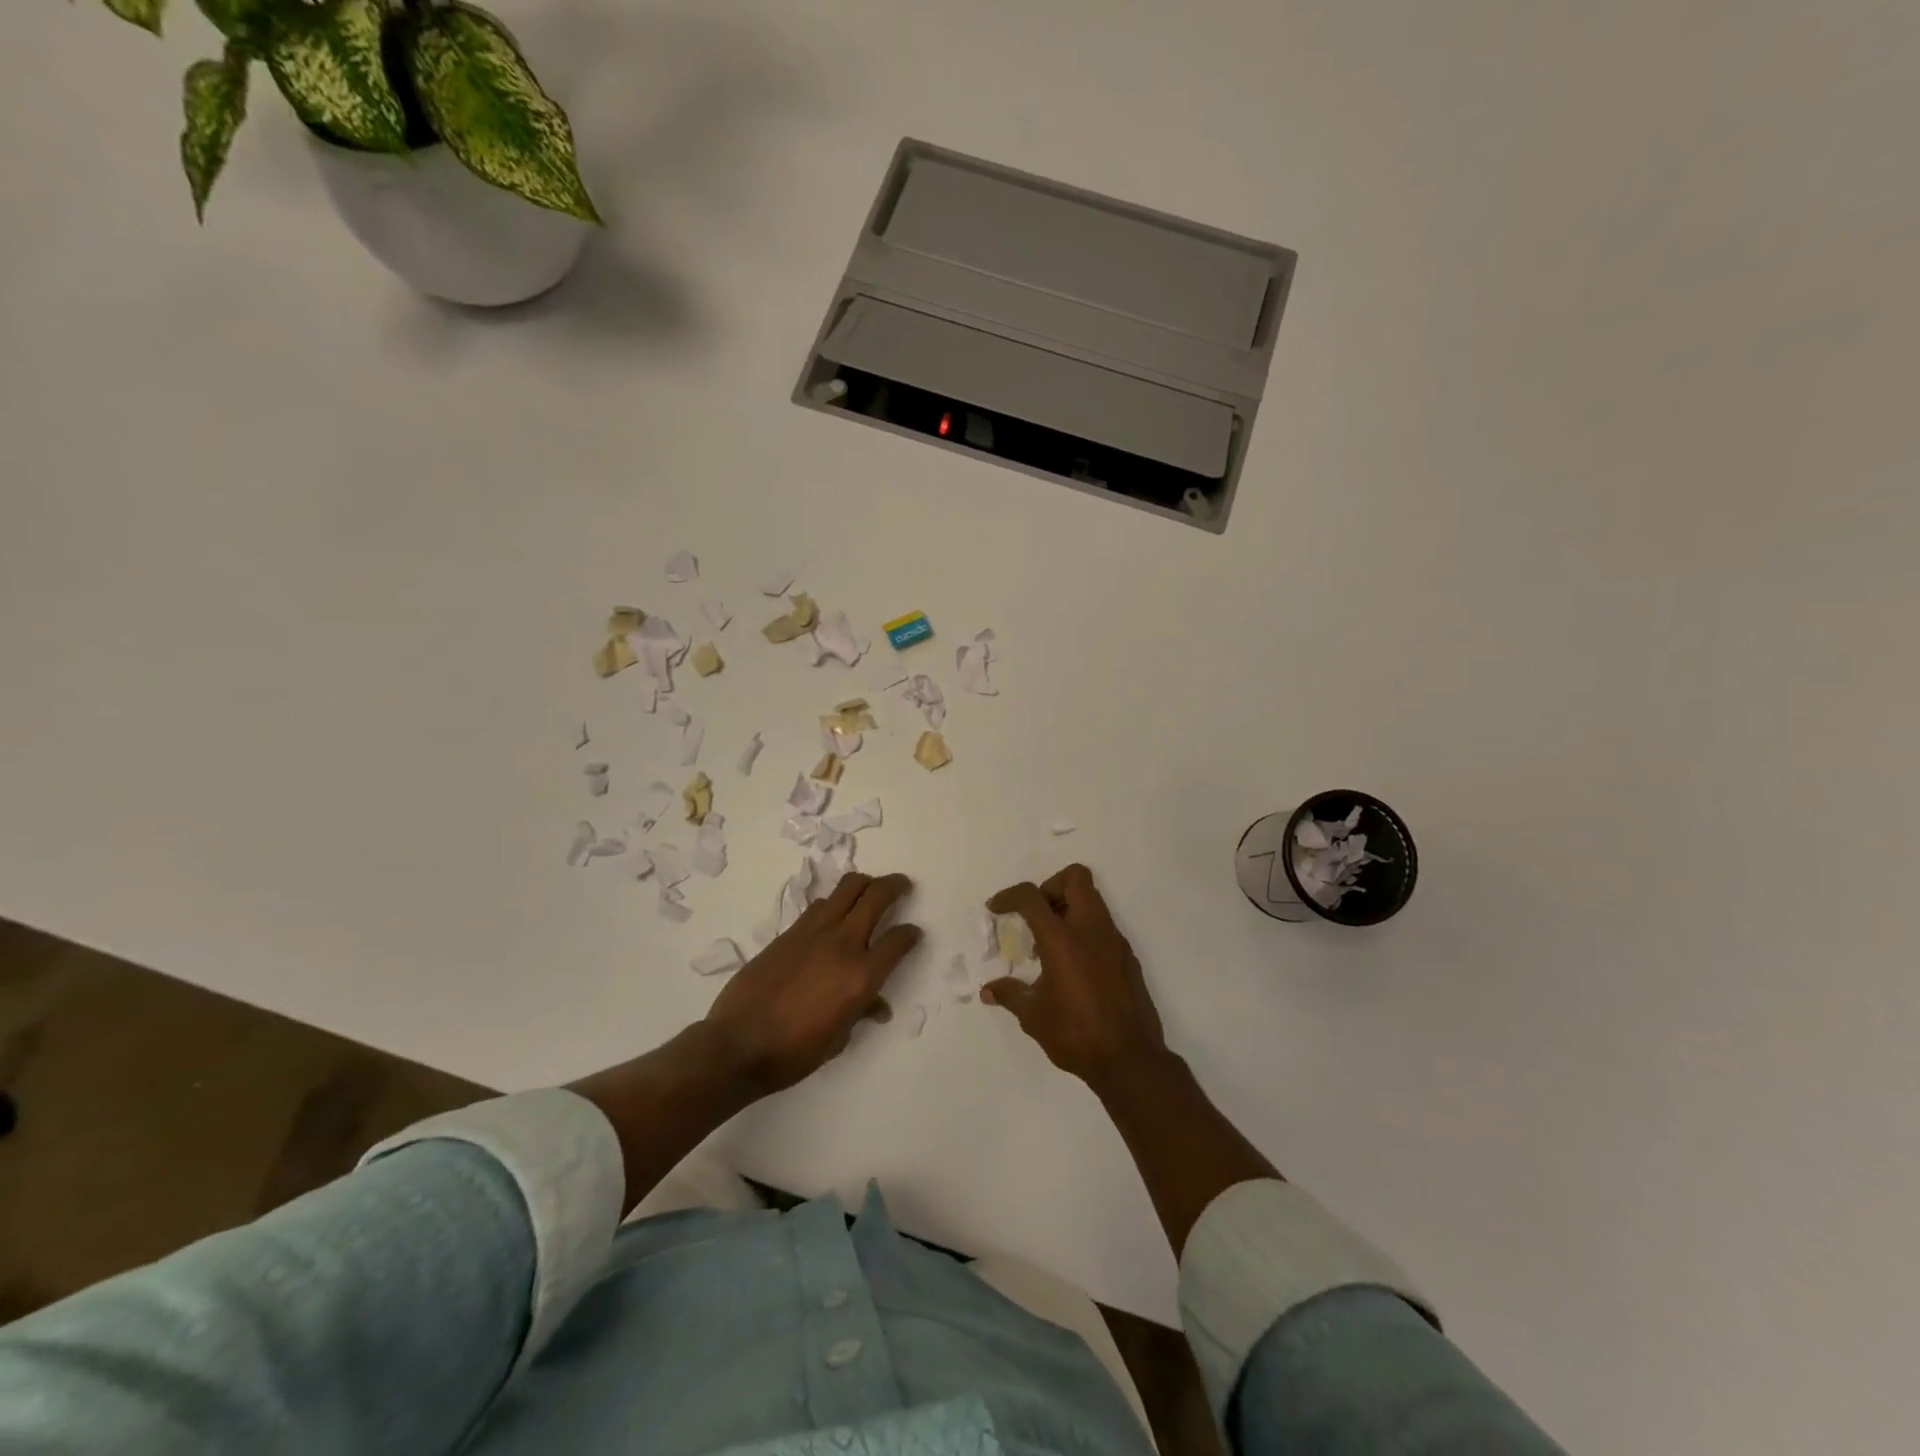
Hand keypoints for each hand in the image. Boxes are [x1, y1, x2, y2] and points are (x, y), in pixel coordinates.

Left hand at [704, 872, 920, 1095]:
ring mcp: (814, 932)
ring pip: (848, 888)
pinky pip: (820, 905)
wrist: (738, 1045)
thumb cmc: (794, 1053)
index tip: (913, 933)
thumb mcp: (838, 1038)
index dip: (911, 935)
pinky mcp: (790, 931)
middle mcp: (844, 944)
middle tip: (903, 885)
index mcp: (862, 975)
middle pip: (876, 896)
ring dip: (864, 884)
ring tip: (870, 889)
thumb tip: (876, 1006)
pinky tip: (834, 913)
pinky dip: (834, 902)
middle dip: (895, 886)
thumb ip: (861, 1011)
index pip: (898, 941)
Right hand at [981, 864, 1167, 1094]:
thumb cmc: (1076, 1034)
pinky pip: (1103, 926)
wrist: (1130, 1059)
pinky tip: (1073, 966)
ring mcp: (1114, 941)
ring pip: (1092, 899)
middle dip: (1050, 887)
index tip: (996, 908)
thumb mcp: (1033, 1016)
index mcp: (1062, 939)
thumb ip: (1010, 995)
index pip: (1032, 897)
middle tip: (1036, 916)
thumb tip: (988, 990)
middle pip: (1074, 878)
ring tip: (1050, 945)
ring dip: (1068, 909)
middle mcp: (1090, 930)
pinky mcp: (1128, 957)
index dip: (1009, 896)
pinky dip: (1084, 931)